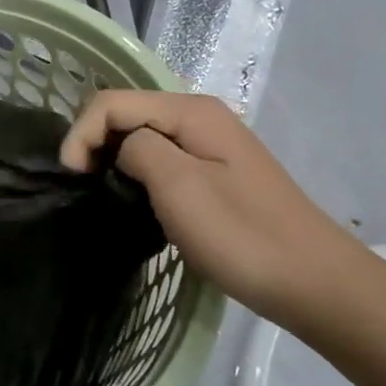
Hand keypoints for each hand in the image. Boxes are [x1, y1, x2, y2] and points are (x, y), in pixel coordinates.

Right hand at [61, 90, 364, 322]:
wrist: (314, 282)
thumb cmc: (242, 235)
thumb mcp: (179, 186)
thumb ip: (138, 150)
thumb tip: (123, 151)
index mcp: (191, 111)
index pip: (111, 102)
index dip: (81, 134)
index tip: (71, 180)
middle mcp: (200, 117)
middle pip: (126, 114)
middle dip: (95, 144)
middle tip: (85, 190)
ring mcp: (210, 146)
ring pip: (142, 138)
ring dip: (114, 161)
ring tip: (104, 198)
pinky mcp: (216, 173)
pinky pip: (162, 160)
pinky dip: (138, 175)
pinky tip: (138, 203)